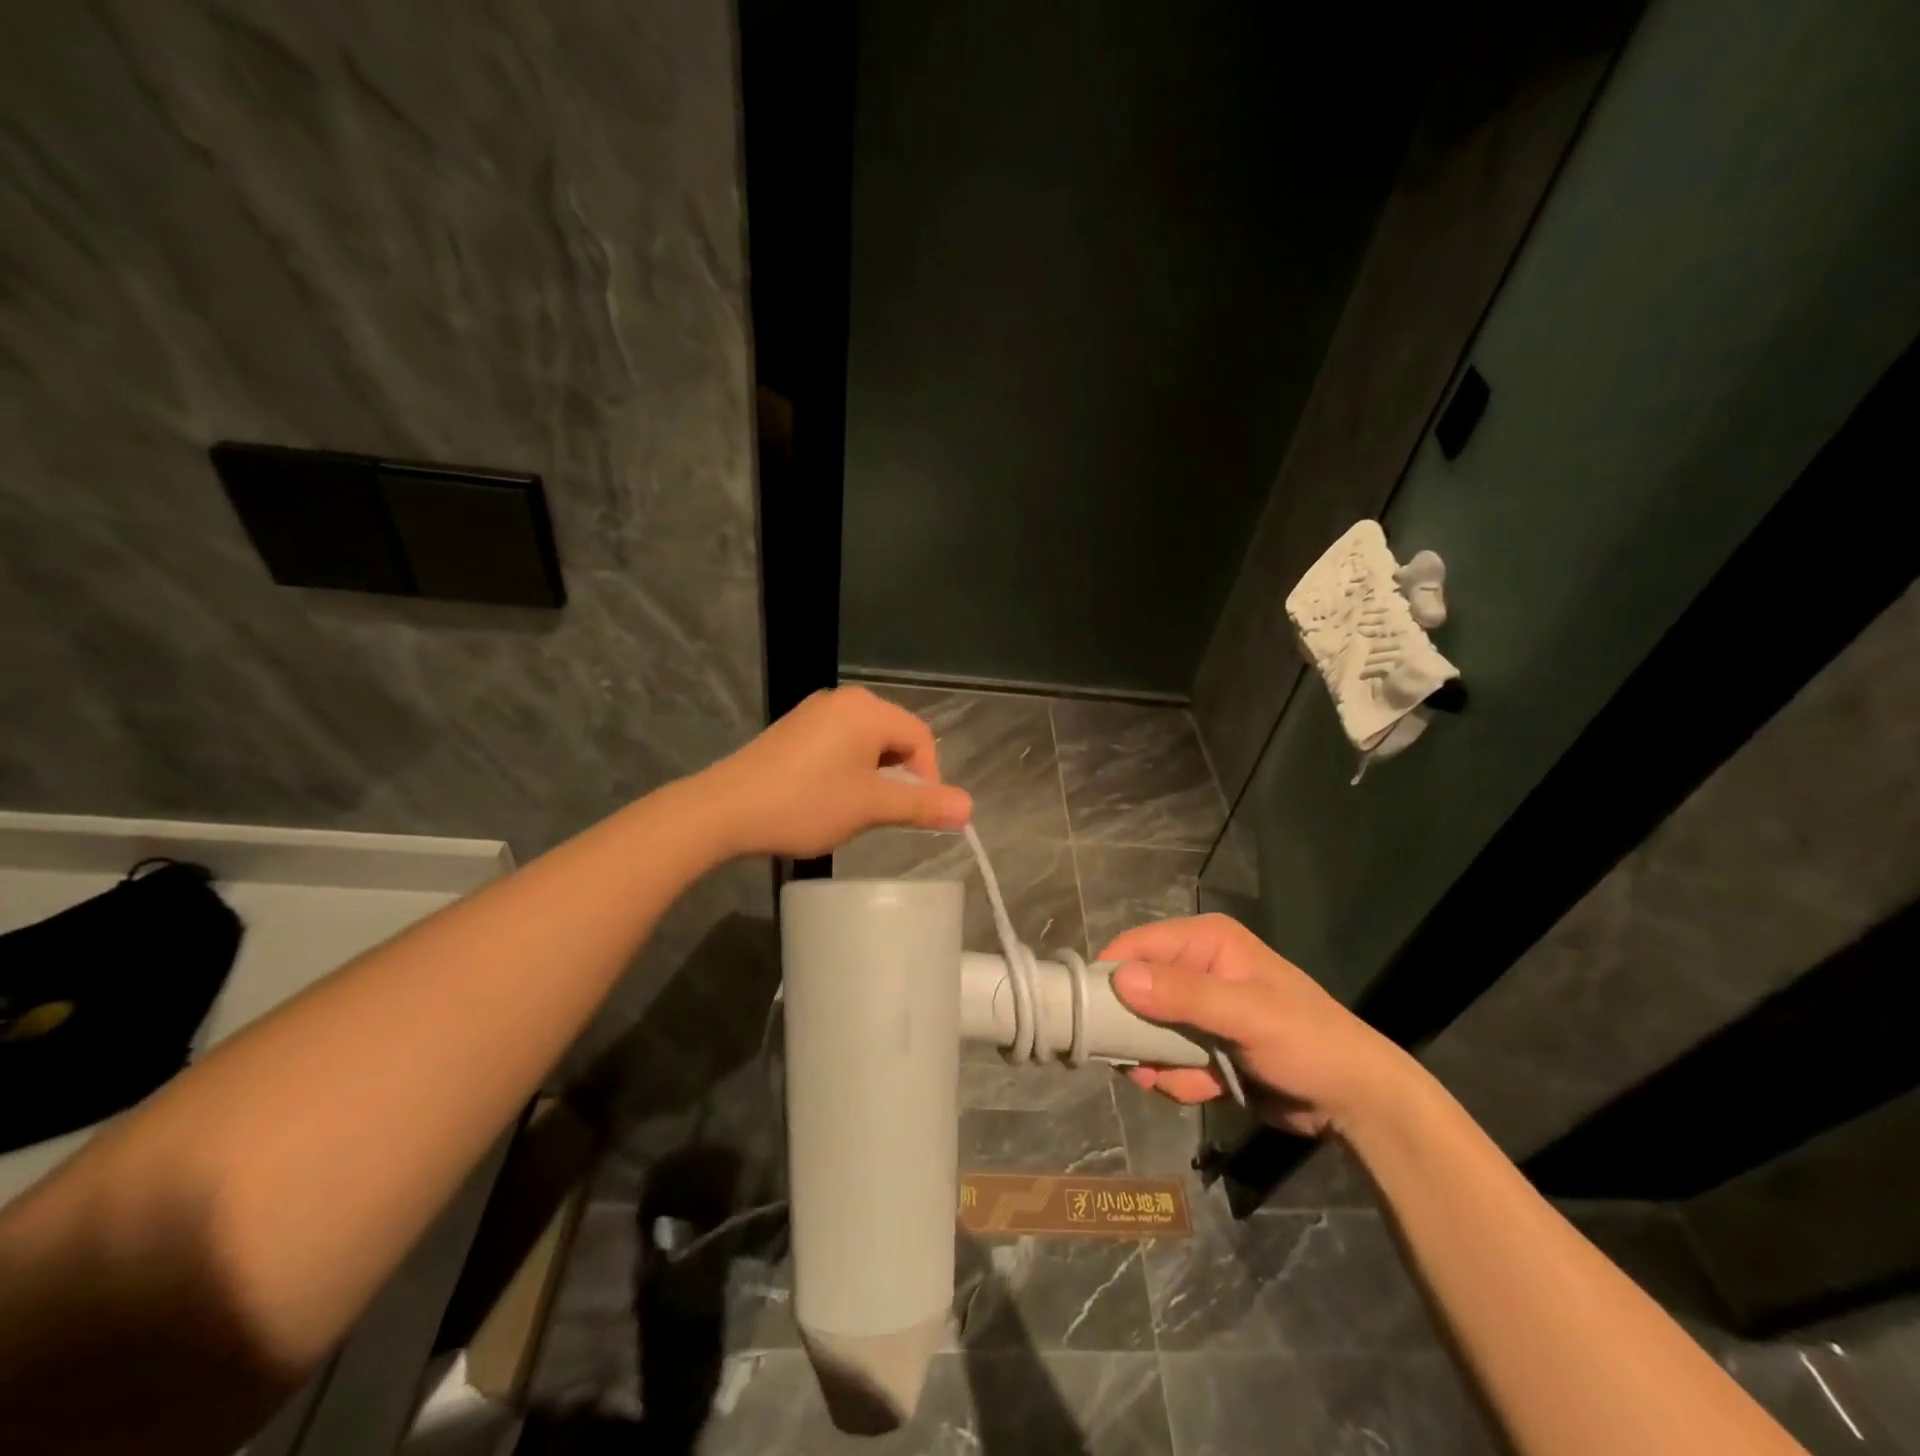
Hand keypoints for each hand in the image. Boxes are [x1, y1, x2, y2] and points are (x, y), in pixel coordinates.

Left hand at [700, 686, 972, 858]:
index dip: (928, 778)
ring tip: (854, 809)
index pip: (921, 738)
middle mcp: (844, 700)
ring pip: (867, 743)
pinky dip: (847, 770)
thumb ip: (922, 804)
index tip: (913, 814)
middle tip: (882, 814)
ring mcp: (815, 712)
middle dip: (898, 776)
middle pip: (895, 737)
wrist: (724, 810)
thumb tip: (969, 807)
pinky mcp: (794, 729)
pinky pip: (840, 744)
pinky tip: (828, 797)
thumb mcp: (871, 807)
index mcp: (868, 709)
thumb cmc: (806, 804)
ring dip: (873, 776)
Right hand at [1101, 914, 1413, 1136]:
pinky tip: (1205, 1089)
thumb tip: (1118, 978)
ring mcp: (1198, 1009)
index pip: (1136, 946)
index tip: (1090, 1017)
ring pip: (1145, 1032)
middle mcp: (1195, 967)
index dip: (1110, 977)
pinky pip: (1166, 1059)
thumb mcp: (1246, 1015)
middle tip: (1138, 1063)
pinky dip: (1177, 1079)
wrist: (1355, 1101)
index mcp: (1205, 941)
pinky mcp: (1203, 1045)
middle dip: (1134, 1032)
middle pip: (1134, 991)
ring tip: (1186, 1080)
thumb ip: (1183, 995)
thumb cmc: (1306, 1042)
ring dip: (1158, 1062)